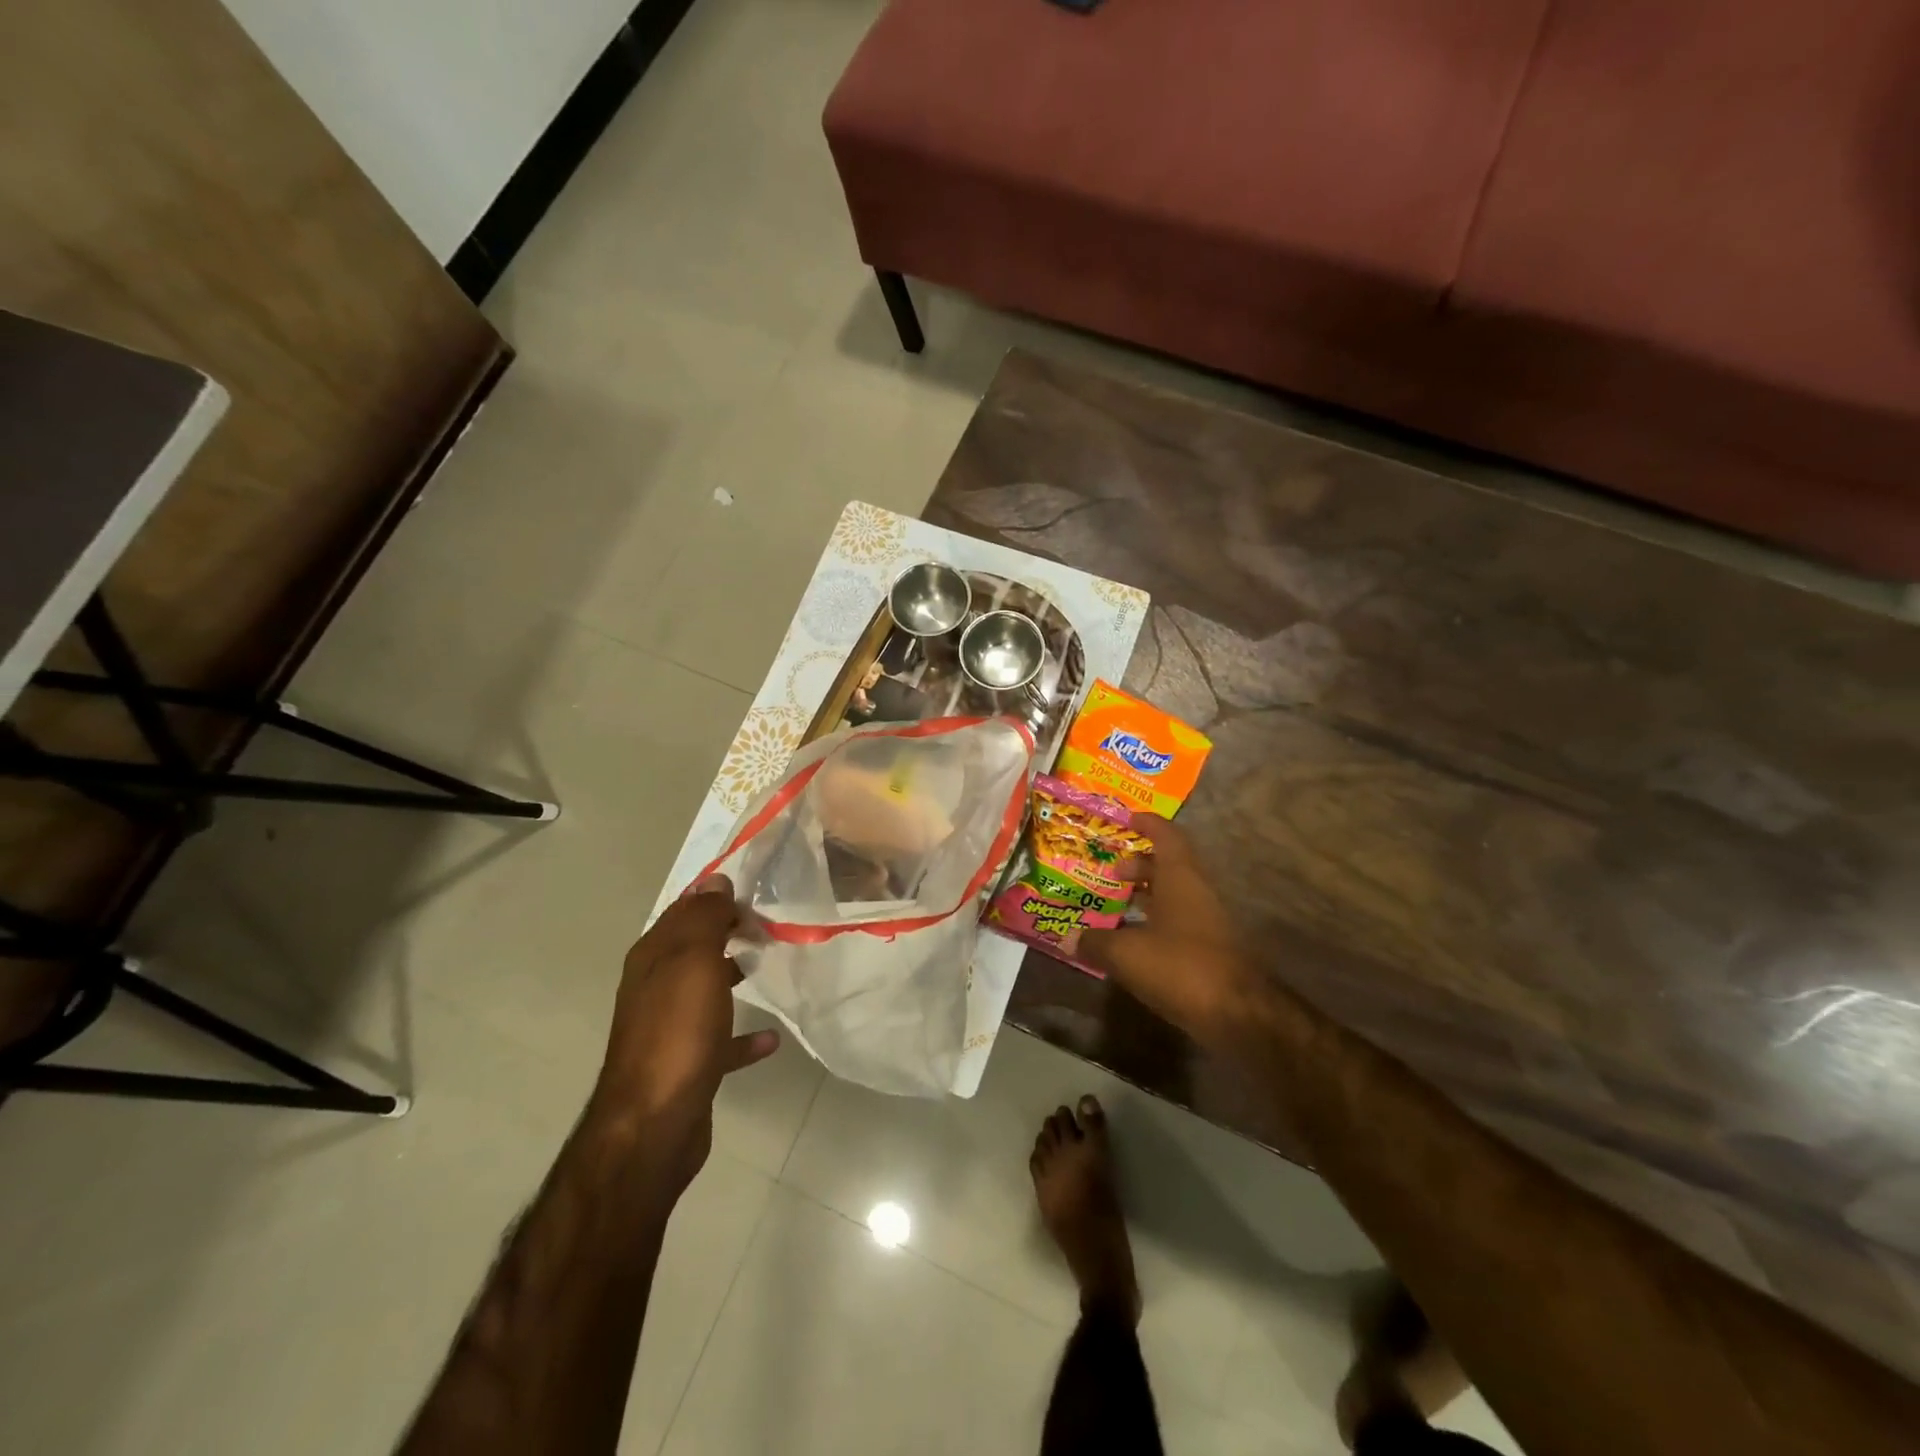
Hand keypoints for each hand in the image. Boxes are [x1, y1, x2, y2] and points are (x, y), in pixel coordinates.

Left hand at [590, 875, 778, 1184]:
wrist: (654, 1123)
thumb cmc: (678, 1032)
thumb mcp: (693, 961)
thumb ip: (704, 918)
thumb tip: (714, 879)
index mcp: (653, 959)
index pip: (683, 912)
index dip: (715, 897)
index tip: (754, 892)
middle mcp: (656, 988)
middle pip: (694, 948)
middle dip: (726, 932)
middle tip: (767, 924)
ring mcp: (670, 1029)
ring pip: (705, 990)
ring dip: (732, 974)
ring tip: (768, 964)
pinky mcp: (688, 1065)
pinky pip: (721, 1041)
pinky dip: (743, 1035)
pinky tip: (770, 1039)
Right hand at [1079, 815, 1268, 1048]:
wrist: (1239, 1015)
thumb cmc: (1181, 966)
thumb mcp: (1127, 954)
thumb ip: (1095, 942)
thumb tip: (1068, 938)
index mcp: (1180, 877)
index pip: (1166, 835)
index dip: (1146, 823)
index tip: (1124, 819)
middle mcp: (1196, 891)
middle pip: (1168, 865)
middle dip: (1138, 864)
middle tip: (1109, 871)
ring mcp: (1206, 921)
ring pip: (1173, 895)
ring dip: (1145, 895)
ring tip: (1113, 905)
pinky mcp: (1209, 948)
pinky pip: (1177, 922)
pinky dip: (1154, 922)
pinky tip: (1131, 940)